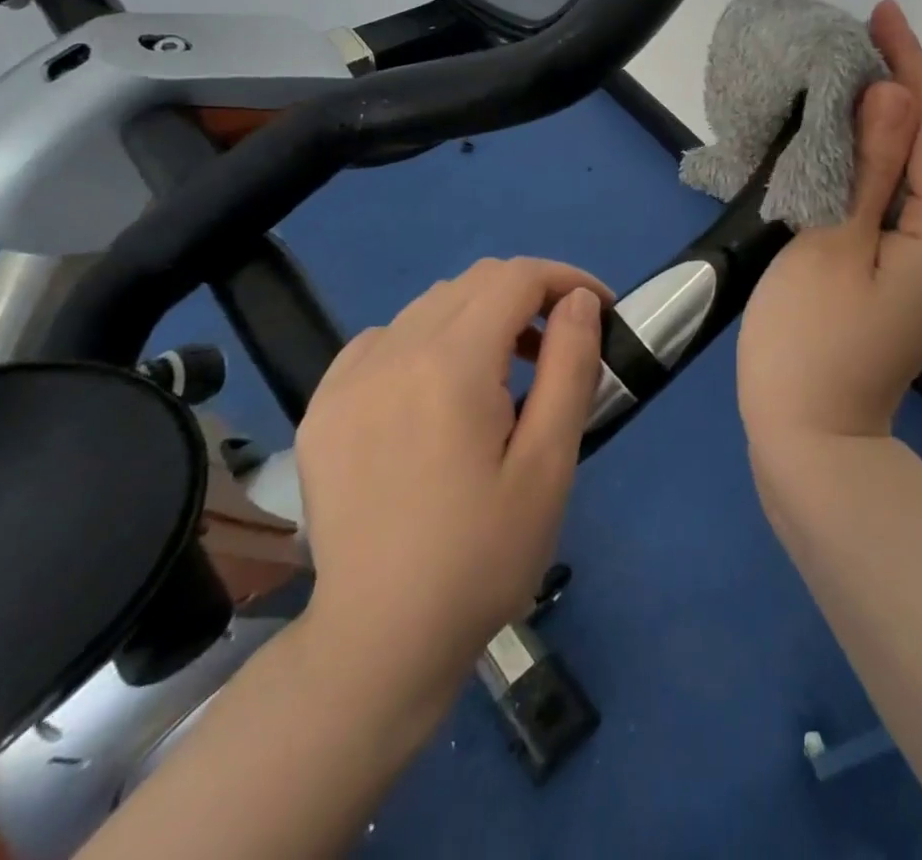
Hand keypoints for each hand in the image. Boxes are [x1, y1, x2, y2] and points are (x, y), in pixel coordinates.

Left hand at [293, 257, 609, 696]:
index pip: (516, 278)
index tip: (598, 309)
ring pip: (430, 305)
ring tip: (504, 372)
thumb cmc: (482, 557)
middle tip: (558, 346)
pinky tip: (437, 392)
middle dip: (528, 295)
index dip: (566, 279)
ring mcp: (347, 379)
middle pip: (474, 282)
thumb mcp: (549, 465)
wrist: (380, 642)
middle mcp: (391, 353)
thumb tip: (576, 300)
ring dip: (480, 316)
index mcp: (450, 366)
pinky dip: (427, 340)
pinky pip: (385, 338)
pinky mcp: (322, 406)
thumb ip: (569, 366)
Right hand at [737, 0, 921, 449]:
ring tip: (855, 68)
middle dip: (903, 86)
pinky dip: (875, 161)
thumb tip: (896, 91)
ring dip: (888, 121)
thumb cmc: (808, 346)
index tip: (885, 11)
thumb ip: (868, 167)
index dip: (910, 66)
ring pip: (914, 173)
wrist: (809, 445)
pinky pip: (896, 200)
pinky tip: (851, 136)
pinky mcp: (904, 276)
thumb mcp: (831, 246)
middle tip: (864, 32)